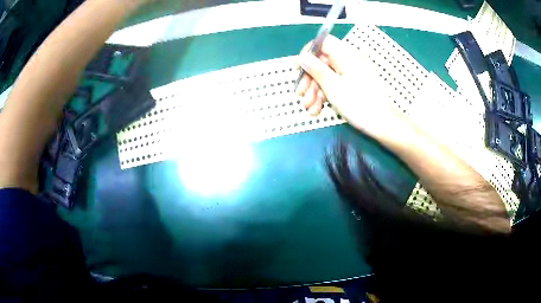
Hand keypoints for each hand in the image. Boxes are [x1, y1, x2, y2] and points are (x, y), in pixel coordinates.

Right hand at [295, 35, 411, 139]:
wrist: (383, 123)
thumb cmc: (358, 103)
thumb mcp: (332, 86)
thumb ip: (315, 69)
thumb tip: (301, 57)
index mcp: (346, 54)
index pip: (323, 43)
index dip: (308, 53)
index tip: (298, 68)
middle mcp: (348, 60)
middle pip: (322, 62)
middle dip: (309, 79)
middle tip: (300, 95)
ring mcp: (351, 74)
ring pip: (327, 76)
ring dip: (315, 92)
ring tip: (309, 108)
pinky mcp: (353, 85)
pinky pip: (335, 85)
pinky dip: (325, 96)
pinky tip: (317, 110)